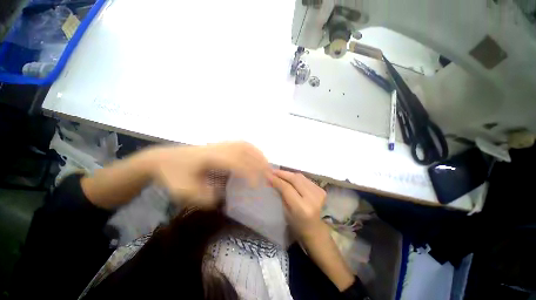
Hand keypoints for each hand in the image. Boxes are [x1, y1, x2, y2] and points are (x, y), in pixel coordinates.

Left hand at [149, 142, 269, 208]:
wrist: (163, 159)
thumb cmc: (171, 174)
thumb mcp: (182, 191)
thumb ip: (203, 197)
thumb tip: (222, 197)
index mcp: (210, 157)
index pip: (236, 162)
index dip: (249, 172)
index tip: (255, 186)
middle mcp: (219, 148)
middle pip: (244, 151)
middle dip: (258, 163)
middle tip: (268, 175)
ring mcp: (220, 144)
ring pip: (244, 146)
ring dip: (257, 154)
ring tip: (266, 165)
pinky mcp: (220, 145)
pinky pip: (241, 144)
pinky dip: (252, 149)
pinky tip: (255, 156)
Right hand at [268, 170, 326, 238]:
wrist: (315, 228)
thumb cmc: (297, 223)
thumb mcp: (286, 211)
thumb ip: (281, 194)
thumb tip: (272, 180)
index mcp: (302, 208)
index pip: (287, 188)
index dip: (277, 180)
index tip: (267, 174)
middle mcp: (313, 198)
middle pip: (295, 179)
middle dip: (282, 173)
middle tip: (272, 171)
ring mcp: (319, 193)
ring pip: (300, 177)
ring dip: (288, 174)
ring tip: (279, 173)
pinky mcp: (321, 189)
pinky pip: (305, 179)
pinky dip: (296, 177)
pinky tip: (289, 177)